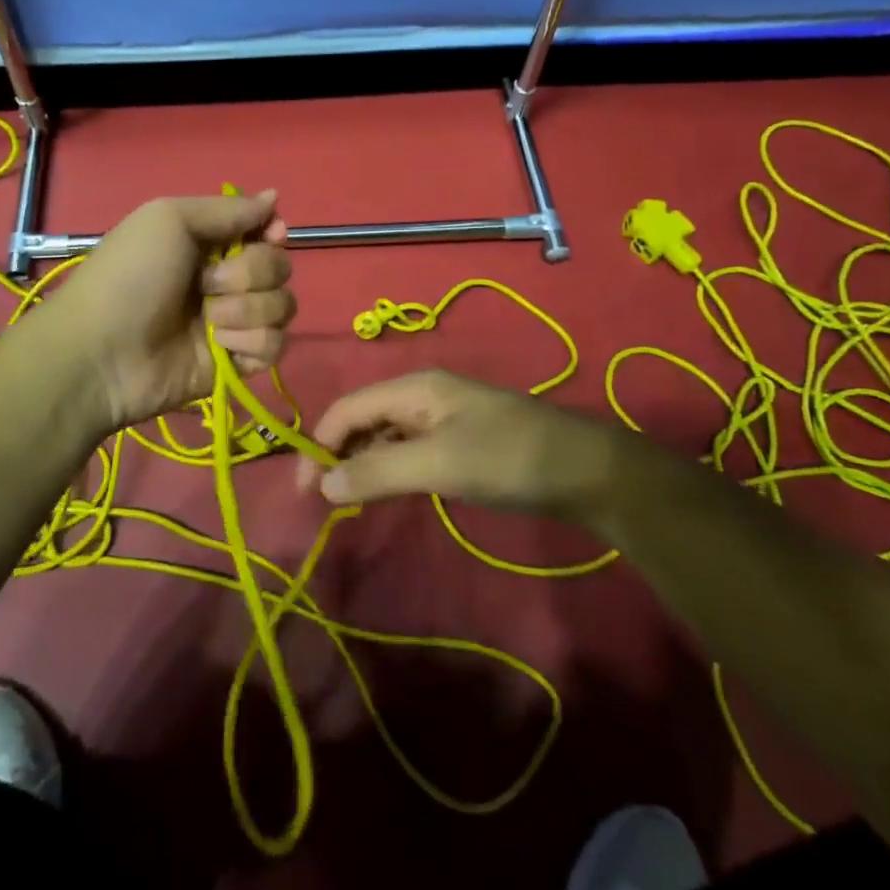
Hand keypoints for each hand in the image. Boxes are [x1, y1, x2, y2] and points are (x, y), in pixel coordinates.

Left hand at [46, 191, 295, 431]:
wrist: (102, 353)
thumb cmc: (130, 276)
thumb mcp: (169, 219)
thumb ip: (228, 209)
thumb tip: (274, 195)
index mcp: (208, 242)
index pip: (265, 230)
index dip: (273, 232)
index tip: (269, 236)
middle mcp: (226, 279)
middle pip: (279, 267)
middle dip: (251, 273)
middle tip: (207, 283)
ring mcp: (233, 322)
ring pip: (282, 307)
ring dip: (247, 311)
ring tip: (208, 320)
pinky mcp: (237, 361)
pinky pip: (275, 346)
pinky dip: (250, 344)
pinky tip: (219, 347)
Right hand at [304, 370, 622, 523]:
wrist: (585, 470)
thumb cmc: (507, 459)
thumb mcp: (439, 464)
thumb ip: (379, 471)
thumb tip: (322, 484)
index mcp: (413, 388)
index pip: (347, 408)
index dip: (319, 444)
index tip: (305, 491)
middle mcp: (422, 395)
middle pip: (363, 418)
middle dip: (337, 453)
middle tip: (323, 500)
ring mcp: (442, 418)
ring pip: (384, 435)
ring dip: (361, 463)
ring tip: (348, 500)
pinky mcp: (458, 441)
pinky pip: (408, 449)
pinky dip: (388, 469)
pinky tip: (385, 492)